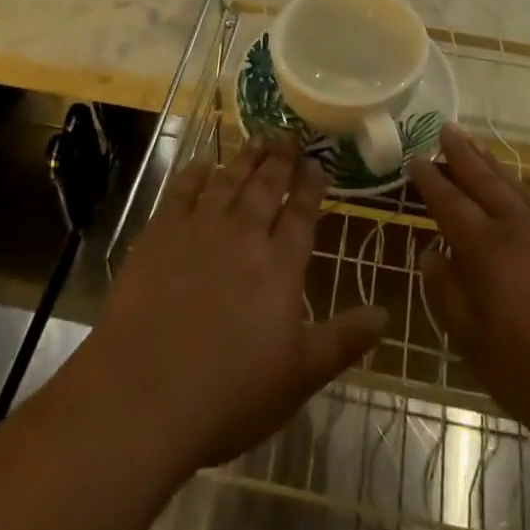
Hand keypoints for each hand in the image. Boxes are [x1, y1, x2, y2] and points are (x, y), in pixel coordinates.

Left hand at [68, 141, 386, 477]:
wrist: (143, 393)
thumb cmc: (228, 394)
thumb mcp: (298, 377)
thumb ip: (343, 340)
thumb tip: (386, 314)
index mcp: (280, 265)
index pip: (302, 213)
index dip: (311, 186)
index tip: (318, 163)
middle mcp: (244, 234)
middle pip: (267, 186)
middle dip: (281, 159)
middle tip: (290, 135)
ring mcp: (200, 228)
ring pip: (230, 179)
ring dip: (246, 157)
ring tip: (258, 138)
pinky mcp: (161, 232)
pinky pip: (183, 189)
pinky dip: (197, 173)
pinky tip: (204, 165)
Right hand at [410, 126, 529, 455]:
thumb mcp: (482, 352)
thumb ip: (450, 299)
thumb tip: (431, 255)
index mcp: (488, 252)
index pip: (450, 204)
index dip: (431, 180)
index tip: (415, 157)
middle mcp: (520, 228)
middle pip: (484, 180)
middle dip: (461, 154)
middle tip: (445, 128)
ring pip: (515, 185)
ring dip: (491, 164)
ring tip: (477, 145)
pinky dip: (522, 188)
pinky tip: (522, 193)